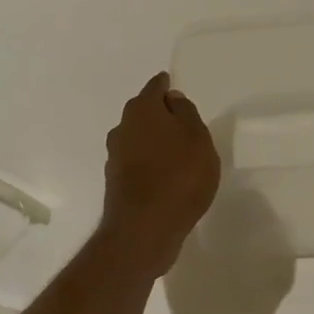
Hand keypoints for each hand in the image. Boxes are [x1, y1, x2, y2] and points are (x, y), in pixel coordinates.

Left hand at [100, 72, 221, 277]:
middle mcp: (122, 128)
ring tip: (176, 151)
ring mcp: (116, 157)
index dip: (167, 85)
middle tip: (181, 120)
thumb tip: (171, 99)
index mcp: (142, 110)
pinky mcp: (117, 182)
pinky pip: (136, 162)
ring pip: (138, 138)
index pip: (155, 87)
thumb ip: (186, 114)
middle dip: (159, 113)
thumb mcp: (197, 138)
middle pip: (143, 112)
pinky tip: (164, 175)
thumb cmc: (180, 176)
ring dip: (153, 140)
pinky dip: (149, 163)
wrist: (145, 228)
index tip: (174, 86)